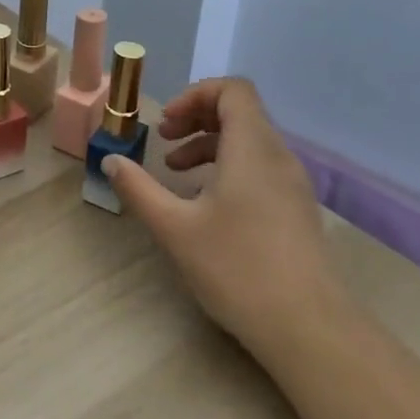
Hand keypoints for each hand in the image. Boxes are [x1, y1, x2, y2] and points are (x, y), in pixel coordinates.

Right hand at [102, 77, 339, 352]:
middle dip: (196, 118)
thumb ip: (138, 189)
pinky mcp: (296, 210)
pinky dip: (228, 167)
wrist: (309, 328)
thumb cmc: (238, 268)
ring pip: (249, 141)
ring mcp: (292, 185)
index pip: (233, 90)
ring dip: (209, 144)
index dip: (195, 94)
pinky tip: (205, 203)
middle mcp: (278, 157)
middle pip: (240, 112)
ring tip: (176, 172)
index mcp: (252, 149)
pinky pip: (260, 167)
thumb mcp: (174, 227)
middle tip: (164, 140)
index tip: (166, 124)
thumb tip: (111, 161)